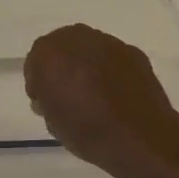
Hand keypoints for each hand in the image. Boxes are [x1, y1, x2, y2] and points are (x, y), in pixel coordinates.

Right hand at [23, 24, 178, 177]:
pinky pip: (111, 57)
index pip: (35, 60)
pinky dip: (108, 70)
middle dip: (61, 66)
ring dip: (85, 65)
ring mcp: (110, 43)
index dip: (38, 81)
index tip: (44, 100)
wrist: (142, 138)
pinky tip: (114, 94)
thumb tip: (51, 94)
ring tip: (92, 94)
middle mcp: (79, 39)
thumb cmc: (89, 132)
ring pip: (88, 49)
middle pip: (61, 47)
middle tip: (65, 93)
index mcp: (51, 53)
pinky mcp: (133, 52)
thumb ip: (46, 100)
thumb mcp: (53, 122)